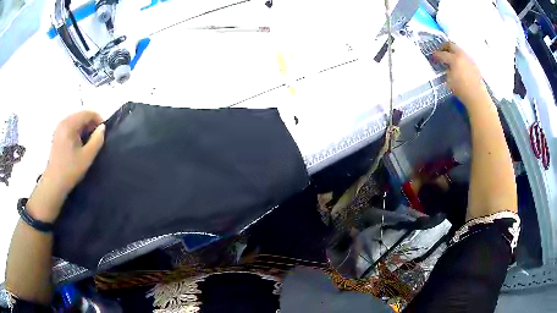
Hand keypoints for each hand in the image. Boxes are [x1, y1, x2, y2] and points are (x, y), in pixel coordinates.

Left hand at [45, 111, 104, 193]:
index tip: (104, 132)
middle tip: (97, 138)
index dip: (98, 119)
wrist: (53, 184)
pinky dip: (78, 131)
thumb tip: (102, 128)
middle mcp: (63, 121)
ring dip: (84, 128)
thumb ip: (97, 140)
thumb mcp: (87, 157)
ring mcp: (59, 127)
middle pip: (81, 115)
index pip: (87, 113)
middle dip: (91, 124)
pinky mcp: (57, 134)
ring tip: (89, 142)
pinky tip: (79, 144)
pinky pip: (71, 126)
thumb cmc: (70, 170)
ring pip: (76, 120)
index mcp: (69, 124)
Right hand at [433, 42, 489, 107]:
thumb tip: (447, 67)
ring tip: (451, 59)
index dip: (436, 55)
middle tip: (441, 51)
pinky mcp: (474, 65)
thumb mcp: (449, 81)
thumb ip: (447, 71)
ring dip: (454, 52)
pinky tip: (460, 66)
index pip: (442, 54)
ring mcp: (469, 59)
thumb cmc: (461, 90)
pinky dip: (461, 59)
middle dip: (445, 47)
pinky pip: (465, 57)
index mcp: (454, 58)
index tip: (433, 57)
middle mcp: (462, 55)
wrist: (477, 96)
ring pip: (459, 50)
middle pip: (452, 45)